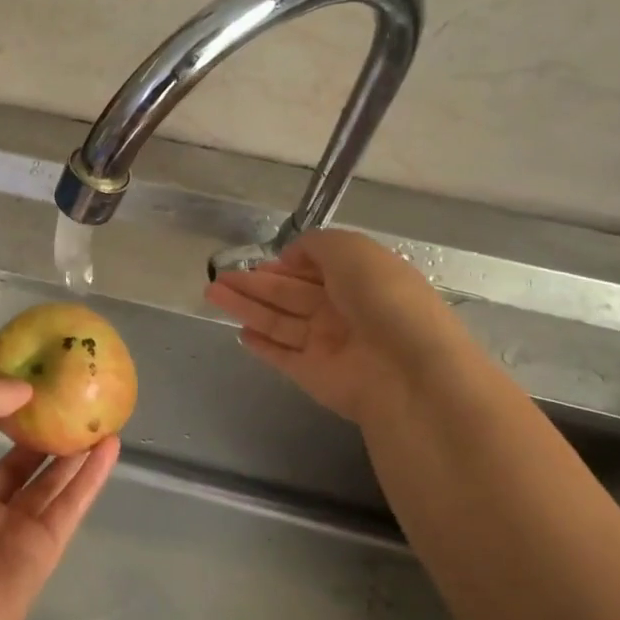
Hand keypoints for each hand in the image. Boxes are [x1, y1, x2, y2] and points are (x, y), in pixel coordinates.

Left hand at [0, 375, 119, 619]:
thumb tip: (22, 388)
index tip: (21, 372)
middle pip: (13, 453)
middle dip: (38, 423)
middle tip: (72, 391)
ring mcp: (10, 525)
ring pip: (46, 477)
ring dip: (71, 447)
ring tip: (99, 412)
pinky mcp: (41, 550)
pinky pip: (69, 504)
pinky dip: (90, 476)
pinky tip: (111, 447)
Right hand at [203, 228, 447, 424]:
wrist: (407, 371)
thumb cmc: (382, 298)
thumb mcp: (351, 249)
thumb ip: (315, 244)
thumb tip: (289, 257)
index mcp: (360, 278)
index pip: (317, 268)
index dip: (287, 263)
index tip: (260, 261)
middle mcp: (343, 310)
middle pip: (290, 293)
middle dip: (255, 283)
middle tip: (218, 276)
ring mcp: (328, 344)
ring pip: (278, 320)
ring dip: (246, 306)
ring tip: (211, 293)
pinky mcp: (313, 374)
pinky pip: (282, 355)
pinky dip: (262, 345)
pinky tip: (240, 333)